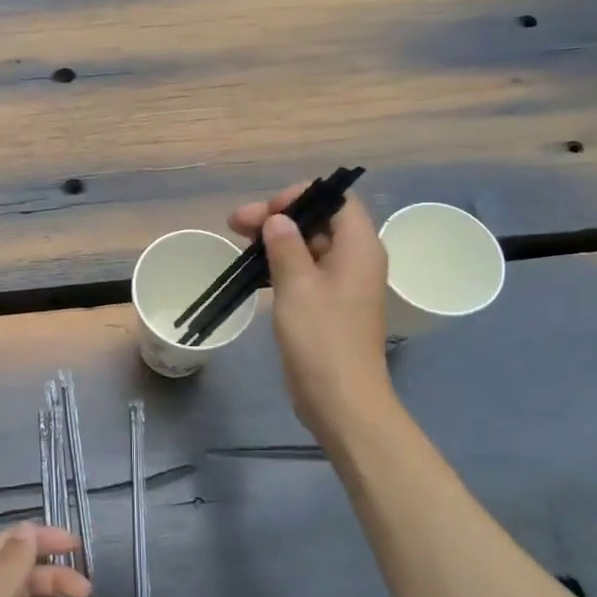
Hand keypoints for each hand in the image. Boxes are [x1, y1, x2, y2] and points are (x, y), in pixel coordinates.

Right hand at [231, 183, 393, 439]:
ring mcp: (344, 284)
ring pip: (309, 247)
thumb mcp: (297, 285)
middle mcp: (356, 259)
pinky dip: (282, 266)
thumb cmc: (321, 337)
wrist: (341, 399)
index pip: (336, 200)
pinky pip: (307, 272)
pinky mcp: (330, 306)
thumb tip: (278, 220)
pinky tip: (254, 272)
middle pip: (319, 221)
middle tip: (236, 225)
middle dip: (279, 218)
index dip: (300, 197)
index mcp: (359, 246)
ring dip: (276, 242)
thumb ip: (285, 245)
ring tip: (239, 244)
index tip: (267, 212)